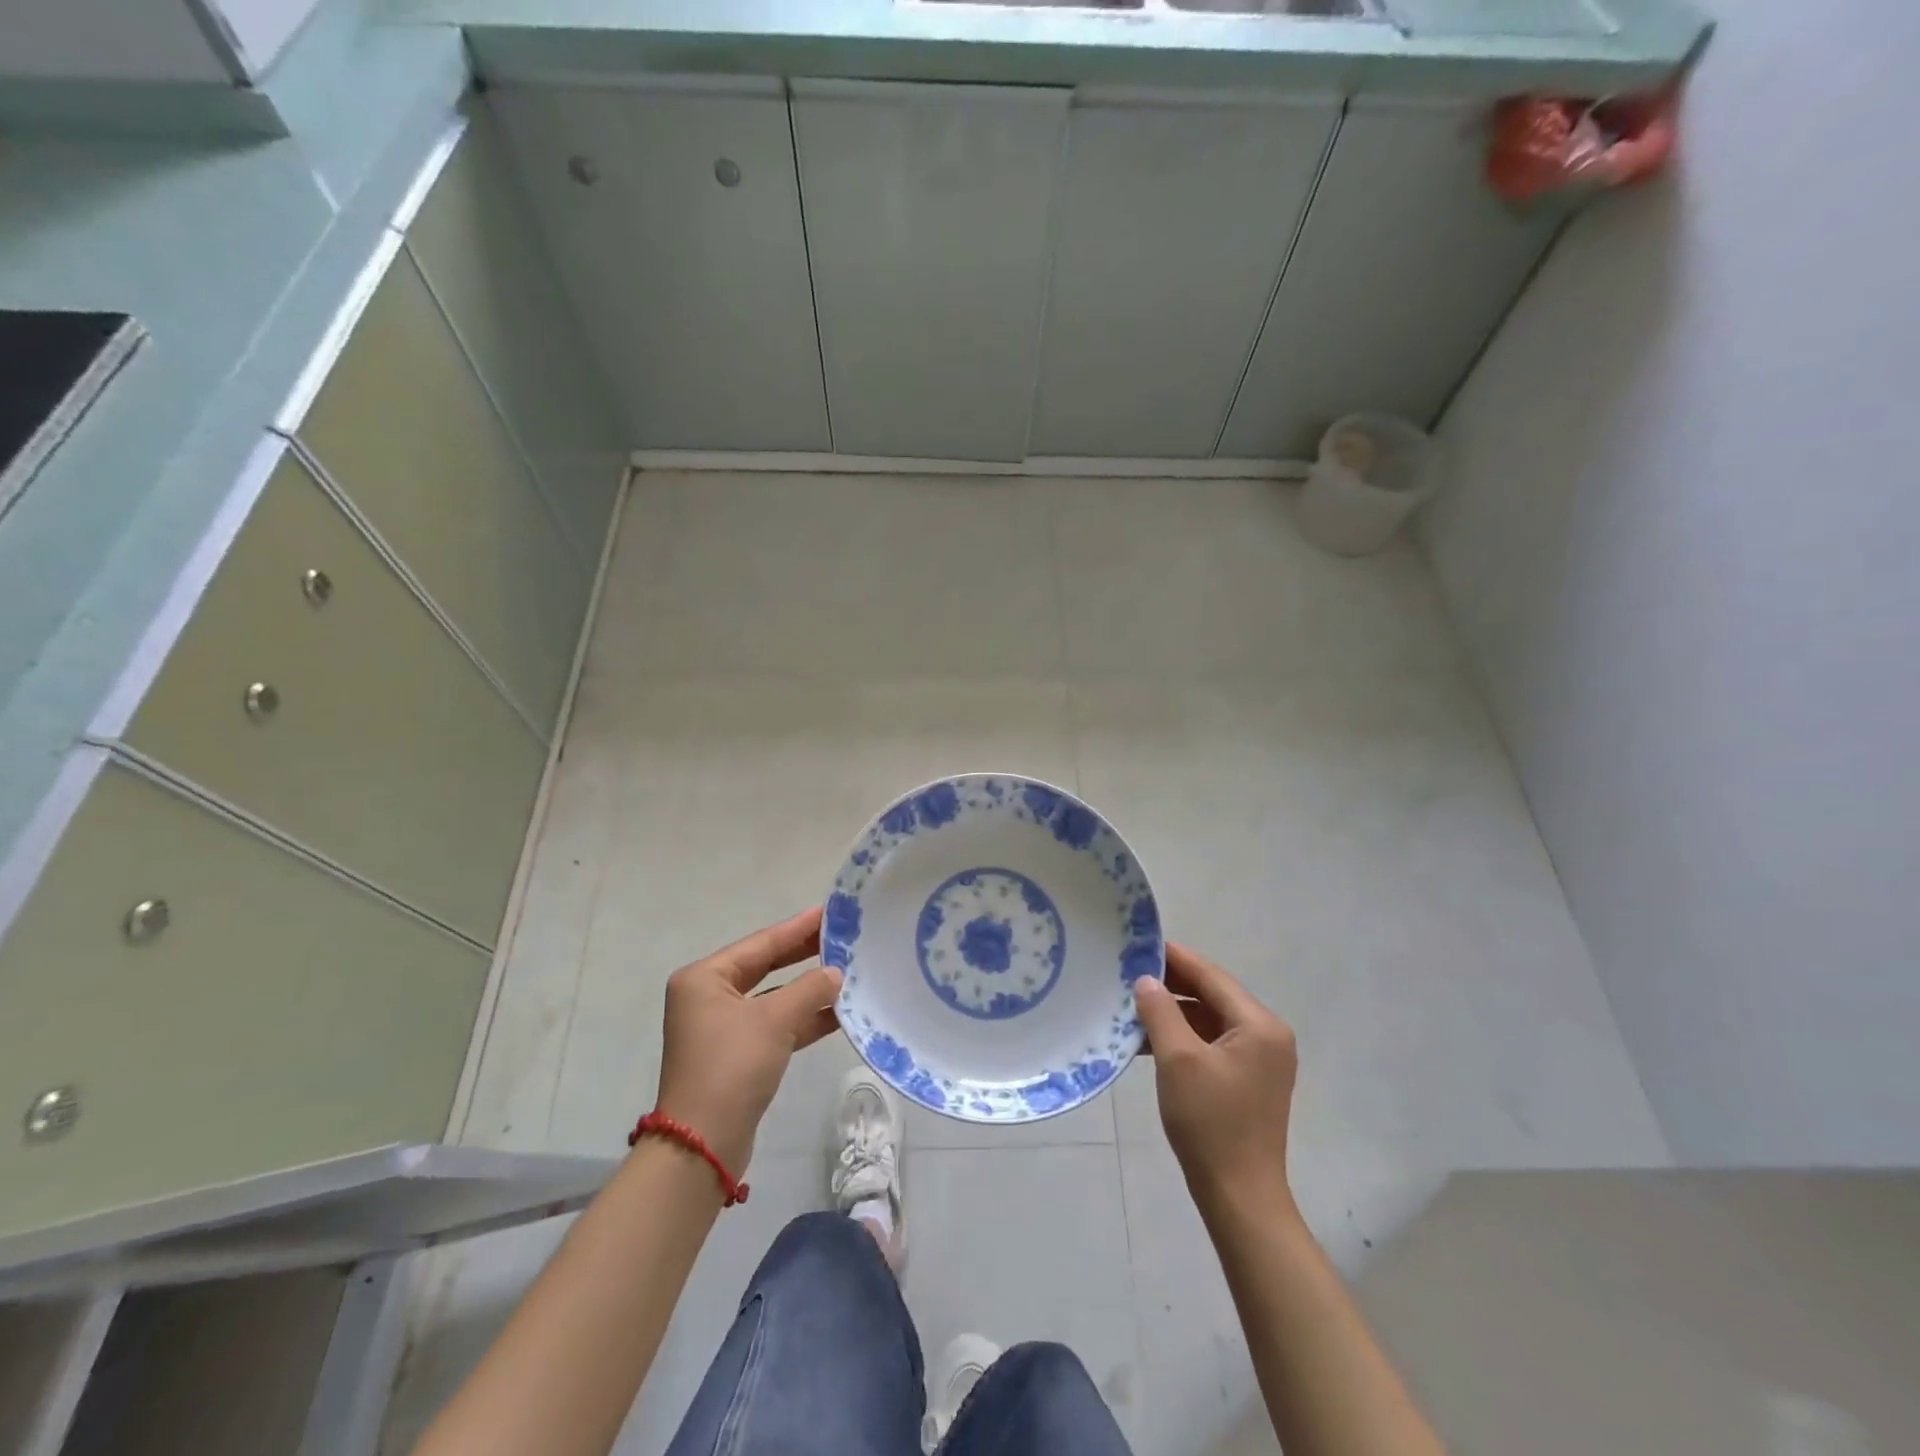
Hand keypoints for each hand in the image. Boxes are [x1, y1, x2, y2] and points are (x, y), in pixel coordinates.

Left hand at [654, 908, 842, 1170]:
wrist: (703, 1145)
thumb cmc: (732, 1067)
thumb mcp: (775, 1020)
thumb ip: (810, 989)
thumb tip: (836, 973)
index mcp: (705, 978)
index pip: (761, 943)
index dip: (798, 928)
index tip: (830, 911)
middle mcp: (708, 997)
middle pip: (766, 966)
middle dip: (804, 955)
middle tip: (843, 937)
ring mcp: (721, 1027)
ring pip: (773, 997)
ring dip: (808, 990)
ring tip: (849, 971)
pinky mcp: (737, 1055)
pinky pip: (775, 1024)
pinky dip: (803, 1019)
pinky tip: (838, 1013)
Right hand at [1134, 943, 1297, 1219]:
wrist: (1239, 1196)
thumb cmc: (1211, 1122)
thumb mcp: (1178, 1060)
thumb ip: (1161, 1011)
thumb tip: (1146, 980)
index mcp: (1259, 1025)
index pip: (1212, 977)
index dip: (1176, 958)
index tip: (1141, 943)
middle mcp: (1267, 1036)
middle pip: (1213, 996)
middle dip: (1172, 985)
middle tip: (1130, 973)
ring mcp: (1260, 1060)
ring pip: (1210, 1020)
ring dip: (1174, 1013)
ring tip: (1133, 1005)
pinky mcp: (1248, 1080)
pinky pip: (1212, 1043)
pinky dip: (1183, 1037)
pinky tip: (1150, 1039)